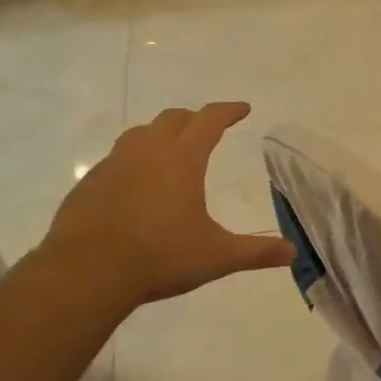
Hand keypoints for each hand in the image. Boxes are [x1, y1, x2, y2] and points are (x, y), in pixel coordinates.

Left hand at [39, 102, 294, 308]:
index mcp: (182, 159)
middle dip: (193, 118)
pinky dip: (132, 161)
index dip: (228, 111)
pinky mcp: (90, 183)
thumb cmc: (160, 257)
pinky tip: (133, 185)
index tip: (242, 109)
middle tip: (206, 127)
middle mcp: (147, 151)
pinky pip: (115, 159)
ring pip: (139, 134)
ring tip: (168, 149)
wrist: (88, 271)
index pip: (209, 120)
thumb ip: (256, 252)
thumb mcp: (217, 256)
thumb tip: (293, 253)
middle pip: (172, 119)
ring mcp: (113, 164)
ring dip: (159, 134)